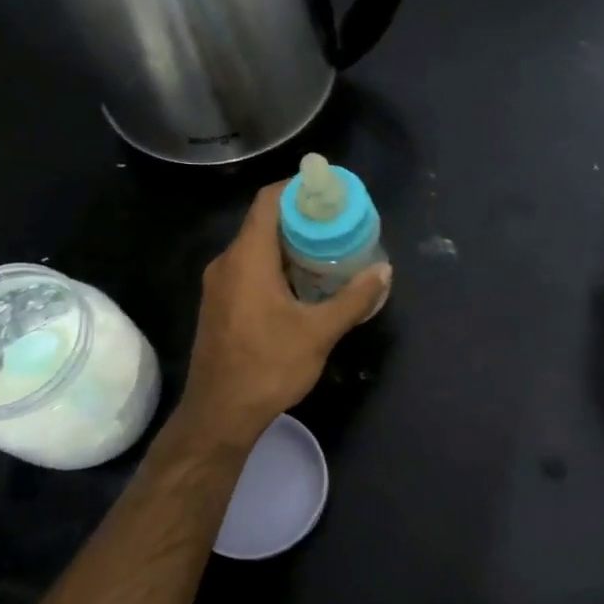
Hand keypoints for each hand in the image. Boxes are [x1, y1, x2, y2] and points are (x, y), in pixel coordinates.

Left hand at [178, 182, 390, 444]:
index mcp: (247, 258)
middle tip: (339, 224)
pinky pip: (249, 269)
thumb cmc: (268, 367)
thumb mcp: (319, 332)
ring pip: (257, 247)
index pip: (268, 201)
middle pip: (264, 222)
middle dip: (302, 218)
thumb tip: (384, 271)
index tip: (330, 191)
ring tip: (329, 251)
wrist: (219, 415)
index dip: (298, 188)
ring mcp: (219, 285)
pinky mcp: (220, 305)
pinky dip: (277, 265)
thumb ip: (354, 298)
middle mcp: (227, 263)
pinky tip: (304, 284)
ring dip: (291, 244)